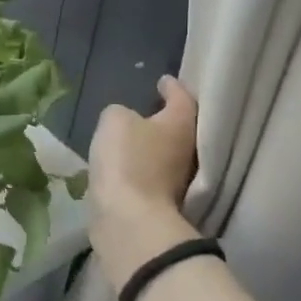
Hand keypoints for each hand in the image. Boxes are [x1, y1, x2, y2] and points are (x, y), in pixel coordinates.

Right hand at [87, 75, 200, 288]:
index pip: (182, 97)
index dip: (172, 86)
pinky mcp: (159, 201)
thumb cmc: (127, 160)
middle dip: (165, 118)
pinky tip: (124, 165)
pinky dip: (140, 167)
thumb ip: (119, 113)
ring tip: (131, 136)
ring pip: (165, 153)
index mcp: (181, 123)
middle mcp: (186, 150)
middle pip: (179, 127)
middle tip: (149, 107)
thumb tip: (123, 120)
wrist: (128, 219)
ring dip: (151, 145)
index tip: (163, 81)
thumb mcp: (114, 121)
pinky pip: (150, 175)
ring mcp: (176, 179)